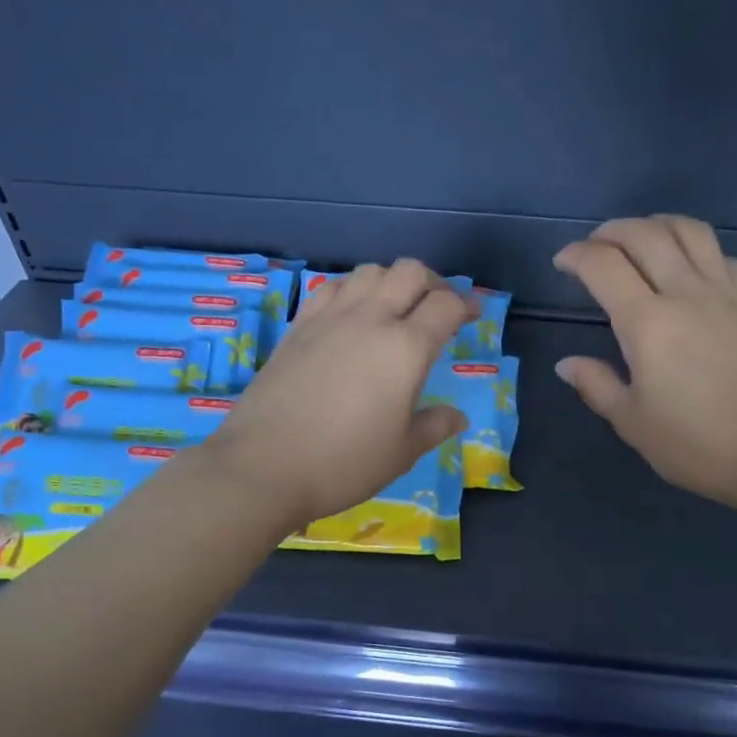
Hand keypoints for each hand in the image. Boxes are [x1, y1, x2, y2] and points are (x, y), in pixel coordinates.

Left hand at [204, 259, 470, 529]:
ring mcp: (330, 318)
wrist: (264, 466)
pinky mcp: (298, 325)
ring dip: (391, 281)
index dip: (467, 304)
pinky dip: (351, 290)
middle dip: (433, 283)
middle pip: (410, 272)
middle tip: (437, 308)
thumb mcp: (401, 452)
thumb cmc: (343, 463)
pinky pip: (331, 287)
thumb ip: (434, 426)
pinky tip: (351, 316)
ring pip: (369, 271)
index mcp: (406, 348)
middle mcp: (371, 319)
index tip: (472, 316)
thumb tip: (457, 417)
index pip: (446, 305)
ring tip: (394, 309)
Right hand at [553, 215, 736, 513]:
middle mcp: (685, 293)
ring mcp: (725, 294)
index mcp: (647, 323)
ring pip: (689, 231)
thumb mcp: (633, 423)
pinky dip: (696, 248)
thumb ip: (596, 385)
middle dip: (610, 231)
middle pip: (644, 234)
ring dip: (656, 225)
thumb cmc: (696, 444)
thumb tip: (567, 364)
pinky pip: (722, 255)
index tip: (562, 264)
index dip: (576, 256)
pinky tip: (688, 269)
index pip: (603, 265)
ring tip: (639, 242)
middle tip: (593, 248)